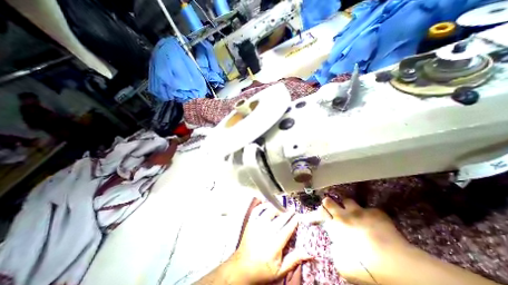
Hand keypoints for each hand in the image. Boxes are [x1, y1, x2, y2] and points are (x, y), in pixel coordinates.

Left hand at [231, 202, 313, 284]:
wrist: (242, 268)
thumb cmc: (262, 270)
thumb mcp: (280, 270)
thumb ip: (294, 259)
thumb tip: (309, 252)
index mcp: (275, 244)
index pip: (287, 228)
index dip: (294, 221)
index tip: (298, 216)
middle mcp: (266, 231)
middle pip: (280, 218)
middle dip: (288, 213)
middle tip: (293, 210)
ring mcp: (257, 225)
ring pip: (269, 211)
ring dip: (277, 208)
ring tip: (282, 209)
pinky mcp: (251, 222)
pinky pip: (257, 210)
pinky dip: (263, 205)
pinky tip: (268, 205)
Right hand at [318, 198, 413, 284]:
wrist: (395, 264)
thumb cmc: (365, 267)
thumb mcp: (342, 265)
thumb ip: (336, 251)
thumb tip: (336, 246)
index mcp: (334, 227)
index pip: (320, 212)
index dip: (319, 211)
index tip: (321, 213)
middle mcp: (343, 216)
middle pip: (328, 201)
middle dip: (328, 203)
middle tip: (332, 208)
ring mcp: (359, 212)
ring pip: (347, 201)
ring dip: (348, 206)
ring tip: (354, 213)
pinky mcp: (376, 213)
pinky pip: (370, 209)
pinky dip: (371, 215)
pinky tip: (376, 223)